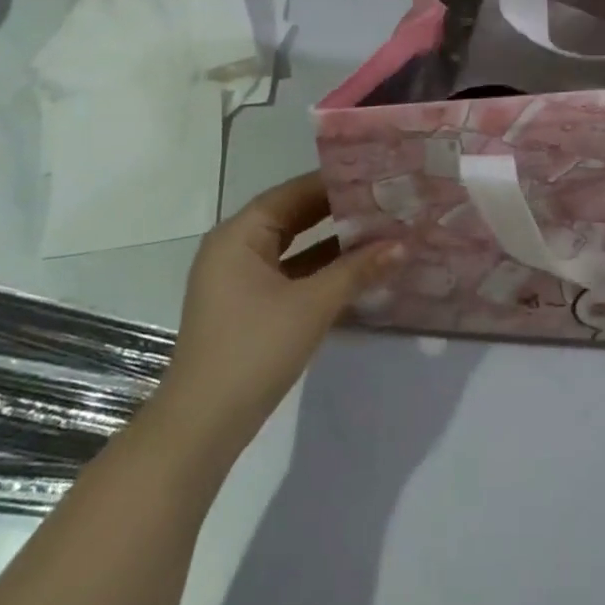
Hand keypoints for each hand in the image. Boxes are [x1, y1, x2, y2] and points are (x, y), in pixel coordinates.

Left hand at [156, 173, 401, 449]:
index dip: (335, 183)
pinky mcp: (246, 307)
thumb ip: (357, 270)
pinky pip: (288, 273)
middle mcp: (235, 248)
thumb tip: (403, 243)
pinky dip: (319, 269)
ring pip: (293, 247)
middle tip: (384, 200)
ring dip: (332, 242)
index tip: (376, 176)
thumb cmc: (253, 350)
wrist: (202, 428)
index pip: (293, 192)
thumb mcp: (312, 305)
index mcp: (239, 234)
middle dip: (337, 211)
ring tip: (379, 229)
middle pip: (293, 216)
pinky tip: (356, 270)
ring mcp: (238, 280)